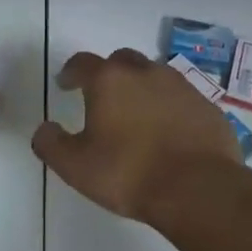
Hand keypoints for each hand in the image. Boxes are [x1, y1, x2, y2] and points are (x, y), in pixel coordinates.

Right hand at [31, 49, 244, 227]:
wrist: (199, 189)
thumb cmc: (128, 173)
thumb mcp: (75, 167)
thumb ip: (51, 144)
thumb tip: (44, 129)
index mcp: (109, 80)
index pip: (82, 63)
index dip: (71, 72)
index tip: (66, 84)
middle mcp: (145, 72)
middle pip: (121, 60)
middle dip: (109, 73)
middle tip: (102, 97)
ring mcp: (181, 87)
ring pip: (154, 76)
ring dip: (141, 88)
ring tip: (136, 116)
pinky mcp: (207, 106)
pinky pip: (181, 99)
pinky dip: (170, 108)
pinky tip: (168, 133)